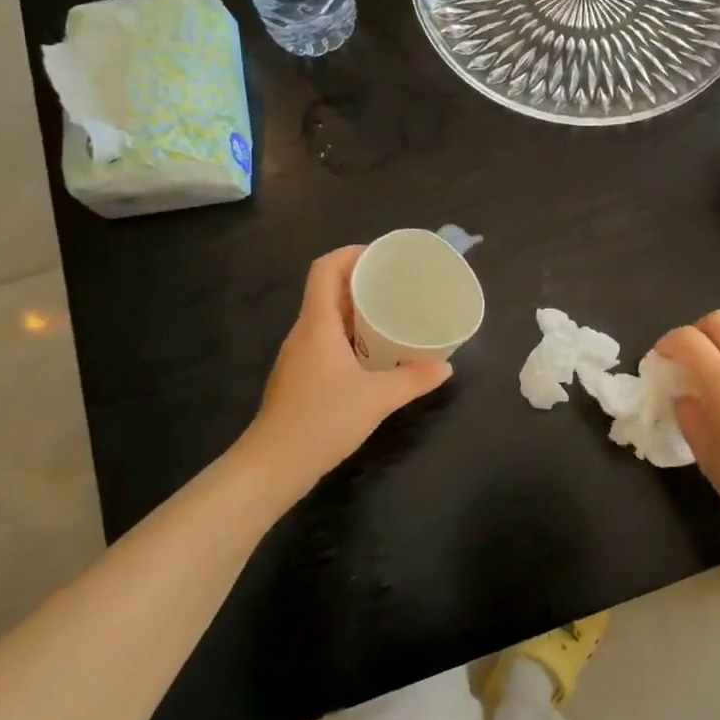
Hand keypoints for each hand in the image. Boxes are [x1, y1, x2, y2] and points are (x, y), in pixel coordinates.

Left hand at [238, 247, 451, 495]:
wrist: (273, 466)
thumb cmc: (321, 421)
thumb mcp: (376, 399)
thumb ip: (413, 379)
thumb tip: (446, 367)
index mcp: (317, 325)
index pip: (325, 270)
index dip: (350, 254)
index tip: (382, 256)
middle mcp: (304, 333)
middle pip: (327, 289)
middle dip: (361, 279)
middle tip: (397, 283)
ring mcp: (299, 355)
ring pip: (328, 316)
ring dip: (356, 308)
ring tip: (391, 312)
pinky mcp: (301, 376)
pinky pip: (327, 339)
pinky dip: (351, 333)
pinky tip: (374, 351)